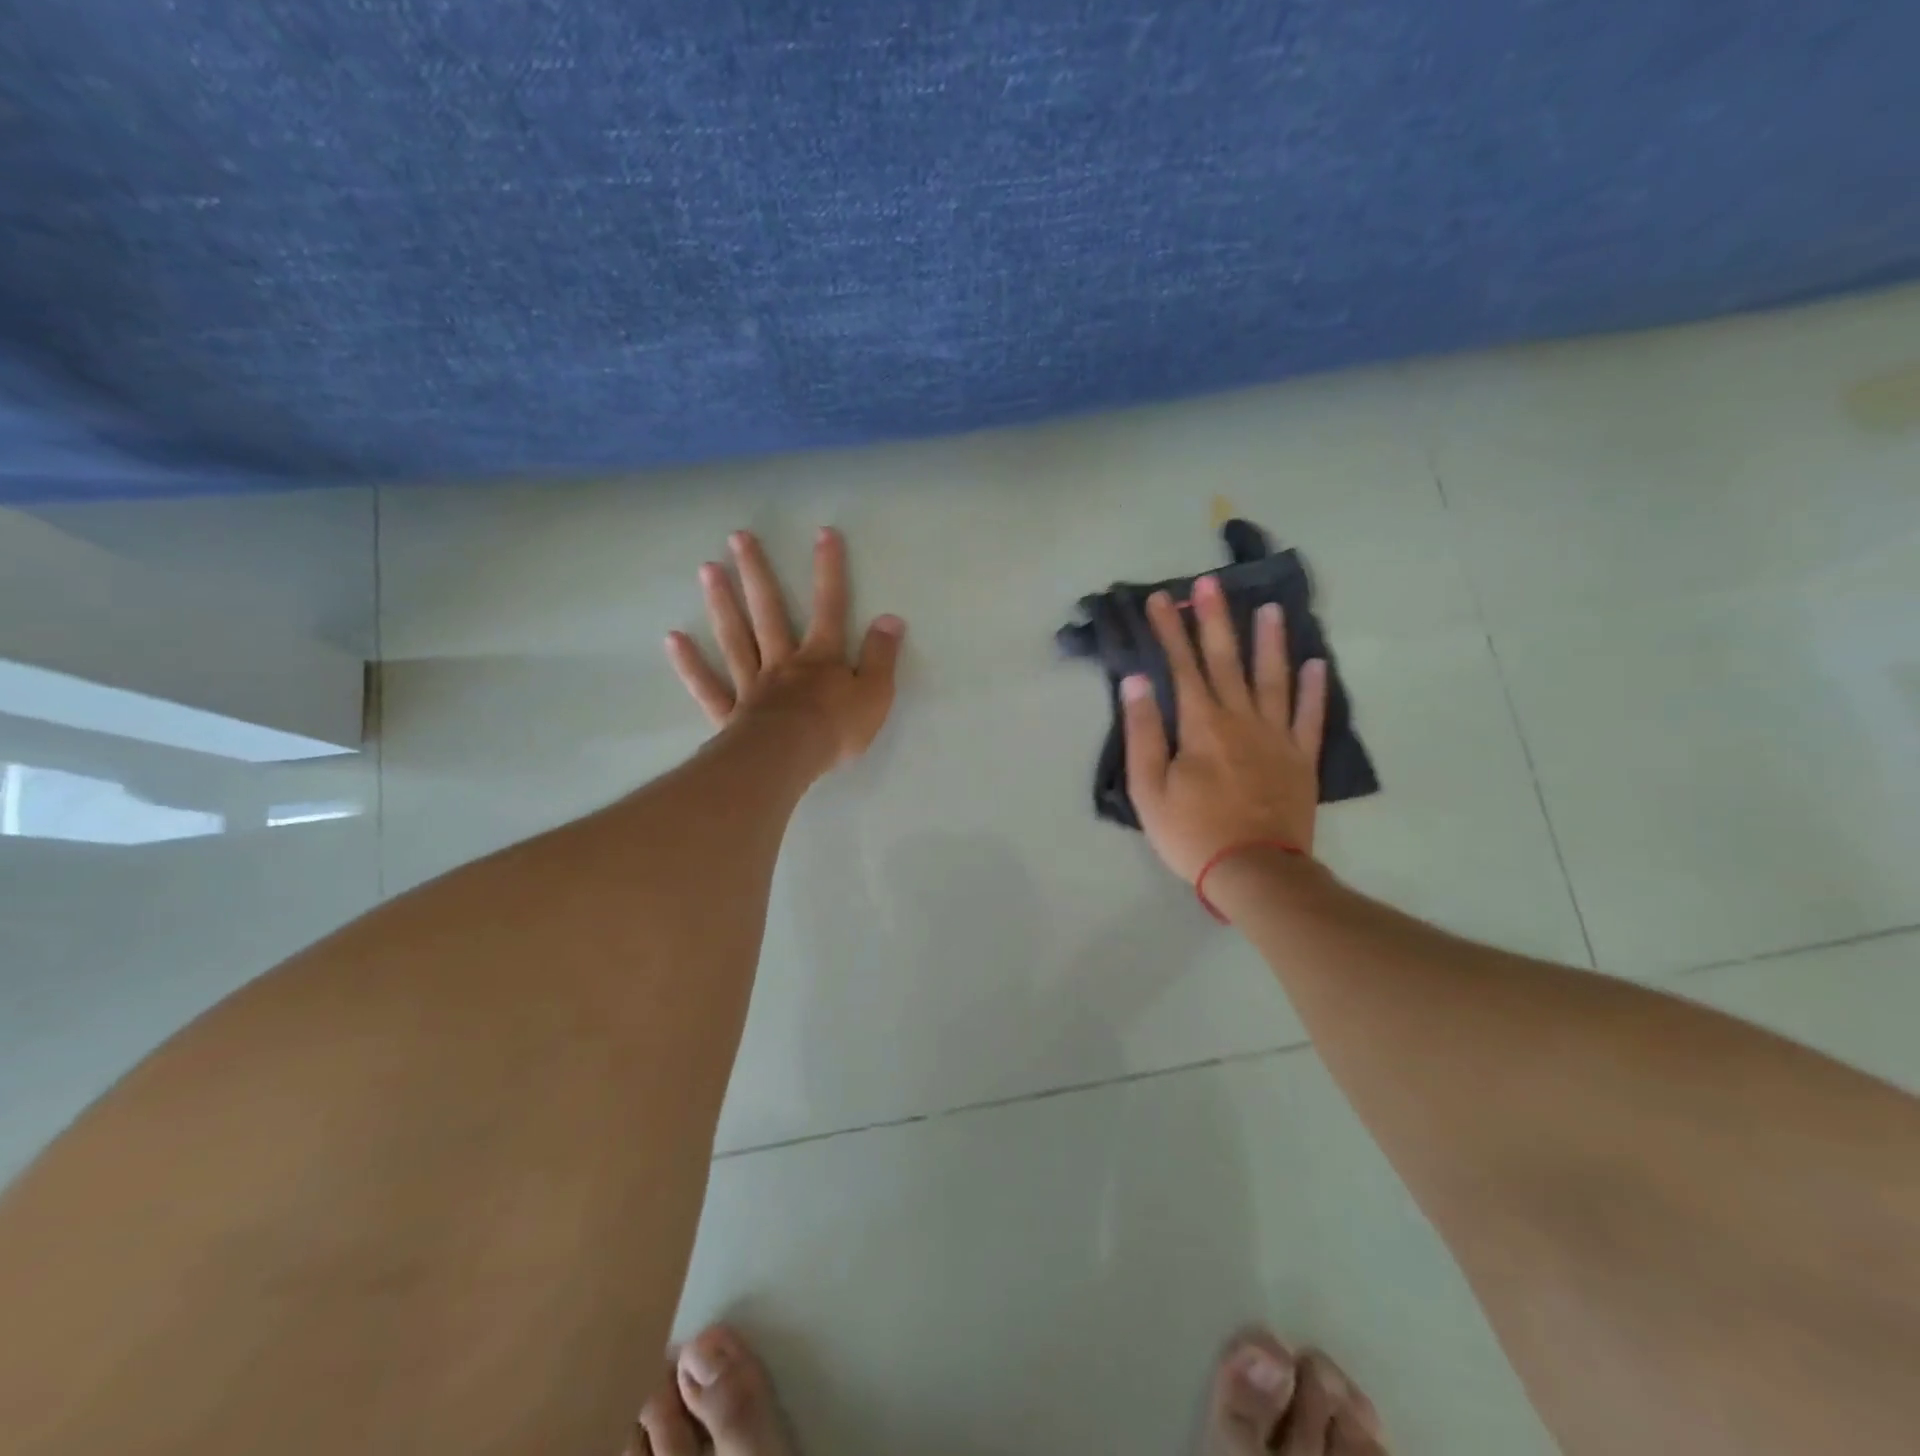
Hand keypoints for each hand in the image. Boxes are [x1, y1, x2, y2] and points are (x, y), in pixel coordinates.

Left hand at [666, 527, 905, 770]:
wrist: (787, 760)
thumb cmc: (835, 729)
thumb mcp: (875, 694)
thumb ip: (882, 657)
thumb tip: (891, 619)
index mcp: (820, 658)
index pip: (829, 607)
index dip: (829, 570)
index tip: (823, 533)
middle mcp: (782, 662)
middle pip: (769, 611)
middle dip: (757, 573)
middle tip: (737, 537)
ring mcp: (751, 685)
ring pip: (735, 638)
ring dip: (721, 603)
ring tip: (707, 569)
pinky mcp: (730, 714)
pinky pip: (708, 686)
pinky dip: (690, 664)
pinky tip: (673, 639)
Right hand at [1123, 574, 1327, 882]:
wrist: (1254, 871)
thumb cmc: (1192, 832)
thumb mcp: (1149, 788)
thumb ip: (1144, 731)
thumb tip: (1137, 681)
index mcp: (1201, 725)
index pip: (1181, 666)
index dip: (1169, 630)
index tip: (1160, 599)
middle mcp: (1241, 719)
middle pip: (1226, 660)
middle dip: (1214, 619)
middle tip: (1209, 584)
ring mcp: (1277, 736)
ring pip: (1273, 678)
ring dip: (1269, 641)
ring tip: (1269, 608)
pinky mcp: (1301, 758)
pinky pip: (1310, 715)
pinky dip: (1315, 688)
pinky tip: (1317, 663)